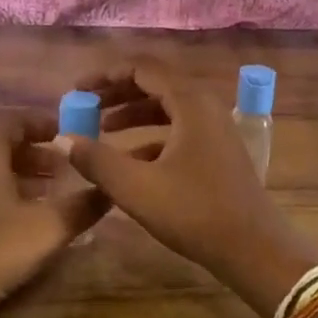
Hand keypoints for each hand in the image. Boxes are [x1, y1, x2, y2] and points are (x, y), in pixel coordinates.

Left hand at [0, 114, 109, 317]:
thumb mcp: (48, 227)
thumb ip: (82, 206)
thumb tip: (109, 189)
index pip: (13, 121)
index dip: (42, 122)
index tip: (69, 133)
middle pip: (3, 146)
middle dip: (37, 153)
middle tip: (66, 170)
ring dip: (23, 177)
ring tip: (51, 196)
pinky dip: (6, 196)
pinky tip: (23, 223)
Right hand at [66, 60, 317, 316]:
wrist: (255, 249)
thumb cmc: (195, 212)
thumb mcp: (137, 187)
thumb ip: (96, 160)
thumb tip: (62, 139)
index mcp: (190, 102)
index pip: (142, 68)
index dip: (106, 75)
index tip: (78, 89)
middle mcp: (205, 107)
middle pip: (155, 84)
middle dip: (117, 93)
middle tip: (86, 106)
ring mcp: (215, 130)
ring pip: (167, 109)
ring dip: (133, 115)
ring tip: (100, 130)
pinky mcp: (217, 152)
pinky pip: (178, 131)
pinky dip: (151, 138)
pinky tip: (129, 161)